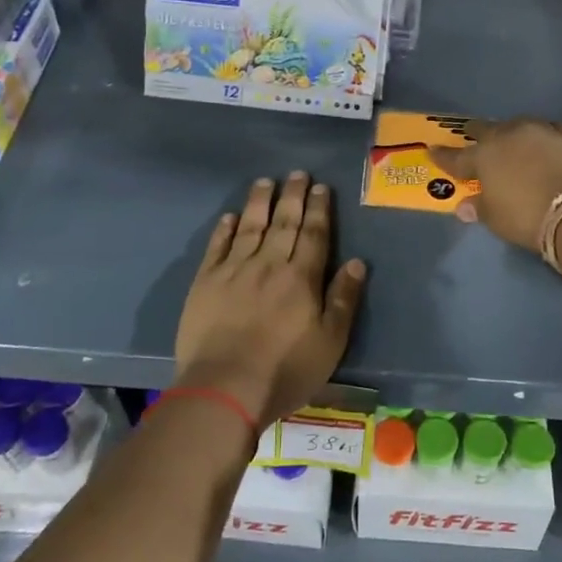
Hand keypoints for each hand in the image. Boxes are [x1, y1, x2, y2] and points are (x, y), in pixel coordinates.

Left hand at [173, 172, 366, 428]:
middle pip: (284, 223)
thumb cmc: (284, 370)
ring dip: (260, 202)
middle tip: (297, 173)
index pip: (314, 234)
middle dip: (293, 196)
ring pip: (250, 226)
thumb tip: (357, 261)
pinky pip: (217, 247)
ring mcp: (234, 270)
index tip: (321, 187)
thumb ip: (343, 299)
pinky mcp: (205, 283)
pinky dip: (224, 229)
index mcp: (301, 278)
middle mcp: (269, 264)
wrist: (224, 388)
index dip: (319, 209)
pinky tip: (230, 216)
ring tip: (265, 182)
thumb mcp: (330, 342)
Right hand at [428, 118, 561, 252]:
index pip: (456, 157)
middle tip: (472, 139)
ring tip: (510, 140)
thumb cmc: (528, 218)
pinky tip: (543, 141)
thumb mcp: (496, 220)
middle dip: (476, 135)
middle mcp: (508, 136)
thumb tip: (464, 205)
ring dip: (510, 132)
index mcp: (484, 156)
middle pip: (485, 130)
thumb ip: (479, 207)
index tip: (432, 150)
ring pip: (517, 125)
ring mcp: (539, 131)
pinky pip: (548, 130)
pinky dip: (541, 136)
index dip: (443, 156)